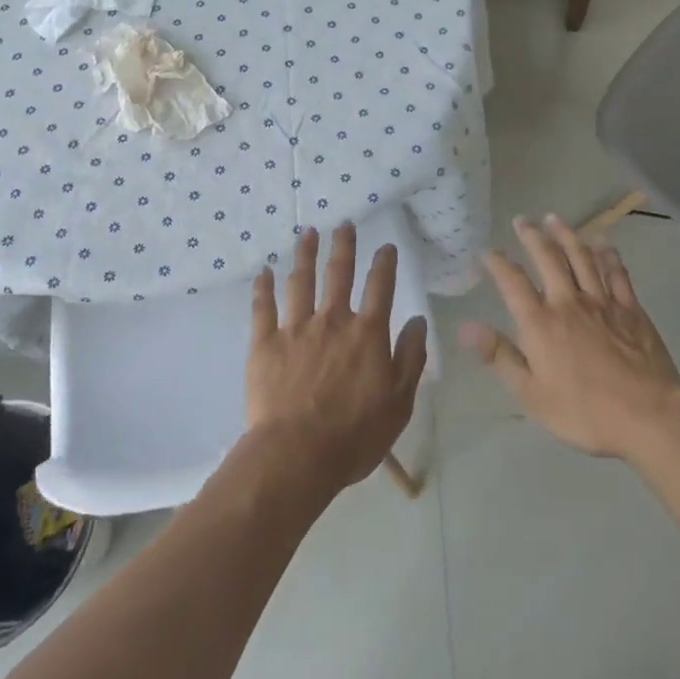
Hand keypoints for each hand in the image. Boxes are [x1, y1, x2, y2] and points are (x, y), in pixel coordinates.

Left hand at [246, 225, 427, 493]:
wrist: (296, 454)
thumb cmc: (354, 435)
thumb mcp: (399, 402)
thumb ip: (410, 358)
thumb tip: (417, 320)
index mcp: (367, 334)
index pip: (380, 287)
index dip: (384, 263)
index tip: (385, 245)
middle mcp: (332, 320)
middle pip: (339, 273)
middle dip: (343, 246)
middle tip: (344, 224)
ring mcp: (296, 328)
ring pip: (301, 281)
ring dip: (305, 254)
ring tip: (308, 233)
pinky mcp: (265, 343)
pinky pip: (263, 307)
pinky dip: (263, 287)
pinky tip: (263, 271)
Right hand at [461, 214, 679, 462]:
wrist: (648, 416)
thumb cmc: (584, 412)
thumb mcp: (531, 394)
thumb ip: (499, 356)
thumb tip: (466, 326)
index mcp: (540, 323)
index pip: (512, 282)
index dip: (497, 263)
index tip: (487, 252)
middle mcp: (568, 302)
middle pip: (548, 258)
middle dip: (532, 236)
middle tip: (522, 220)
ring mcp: (602, 302)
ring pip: (581, 257)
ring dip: (566, 235)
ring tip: (554, 219)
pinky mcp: (631, 308)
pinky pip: (616, 272)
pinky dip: (607, 254)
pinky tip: (602, 242)